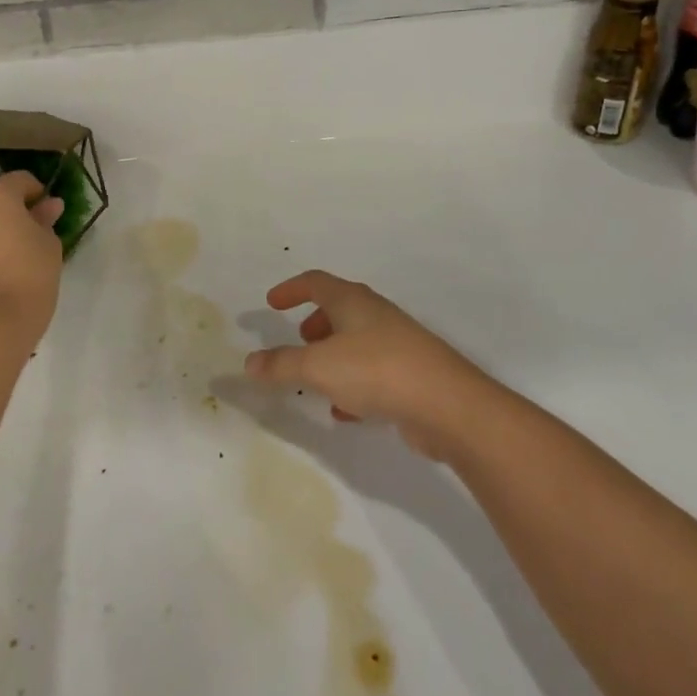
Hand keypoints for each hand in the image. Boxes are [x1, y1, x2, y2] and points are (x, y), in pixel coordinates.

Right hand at [243, 270, 497, 459]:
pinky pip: (373, 372)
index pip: (316, 282)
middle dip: (315, 323)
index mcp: (353, 301)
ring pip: (357, 342)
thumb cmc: (376, 370)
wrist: (447, 405)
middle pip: (340, 308)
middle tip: (299, 341)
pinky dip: (352, 385)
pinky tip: (344, 412)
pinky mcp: (411, 376)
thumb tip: (249, 362)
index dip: (291, 289)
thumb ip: (281, 365)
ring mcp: (397, 345)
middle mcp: (376, 316)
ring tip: (316, 380)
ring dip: (333, 356)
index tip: (271, 303)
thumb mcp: (318, 367)